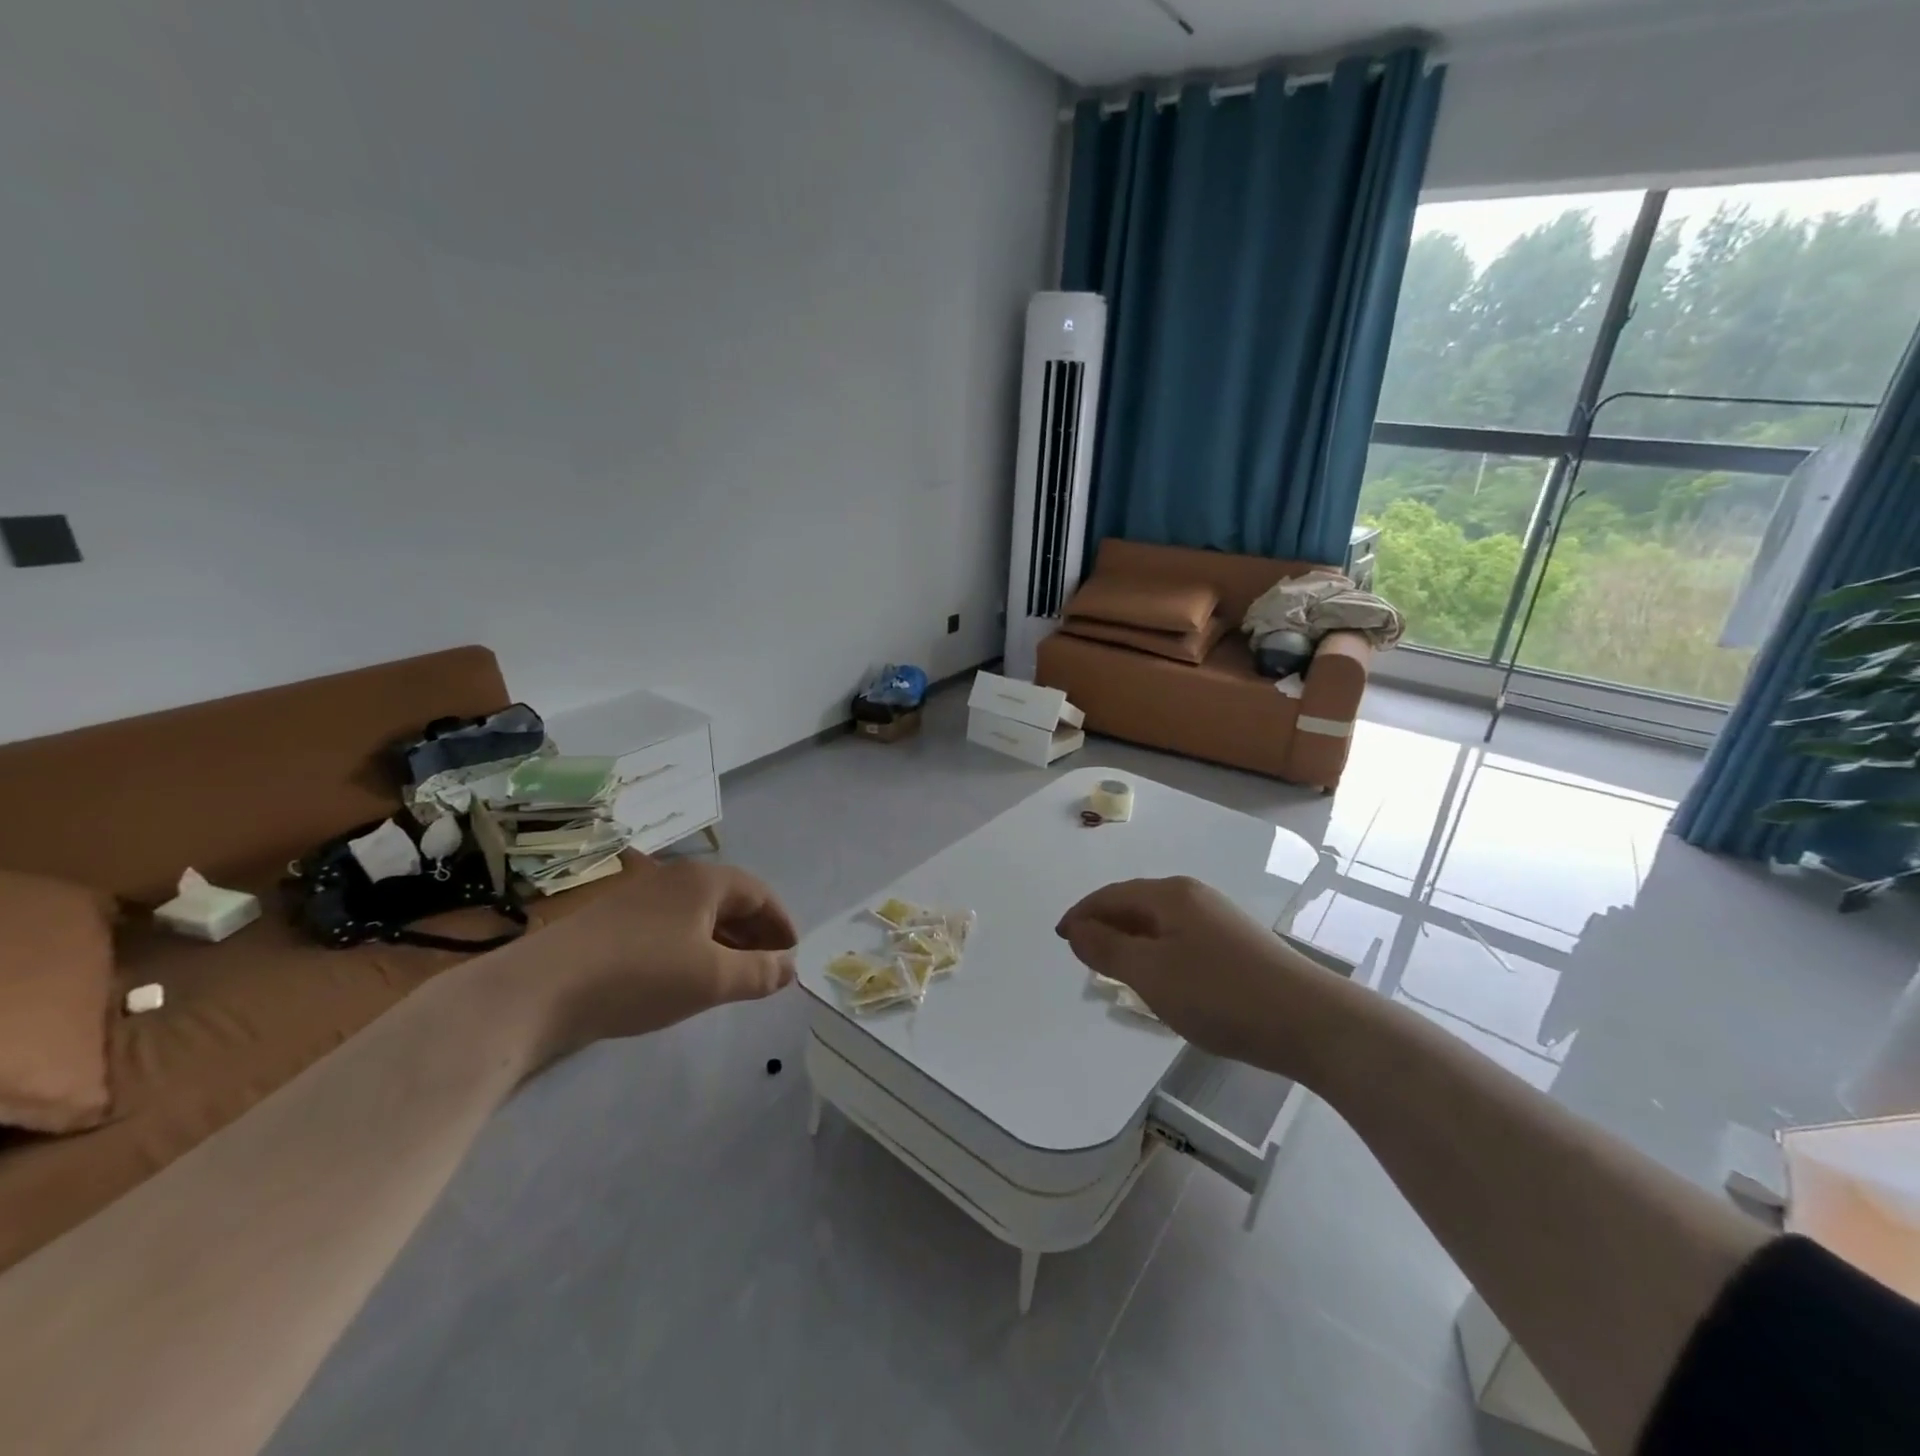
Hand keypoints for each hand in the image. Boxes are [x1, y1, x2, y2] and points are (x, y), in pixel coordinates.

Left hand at [514, 858, 798, 1056]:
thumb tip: (790, 968)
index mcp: (704, 880)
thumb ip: (759, 973)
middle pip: (729, 900)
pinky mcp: (613, 921)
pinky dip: (693, 947)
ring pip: (698, 914)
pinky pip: (671, 926)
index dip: (781, 923)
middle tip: (770, 967)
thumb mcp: (712, 979)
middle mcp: (674, 878)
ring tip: (735, 975)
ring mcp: (639, 897)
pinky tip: (688, 976)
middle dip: (754, 933)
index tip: (792, 954)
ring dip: (724, 941)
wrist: (540, 990)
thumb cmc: (641, 975)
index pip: (759, 893)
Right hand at [1056, 876, 1341, 1073]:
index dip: (1081, 915)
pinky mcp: (1238, 944)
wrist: (1311, 1021)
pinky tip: (1164, 980)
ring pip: (1160, 924)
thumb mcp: (1150, 974)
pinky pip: (1181, 939)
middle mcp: (1194, 896)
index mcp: (1169, 895)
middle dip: (1105, 926)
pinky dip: (1158, 953)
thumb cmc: (1220, 994)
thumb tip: (1076, 929)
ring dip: (1132, 942)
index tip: (1060, 937)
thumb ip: (1106, 949)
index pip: (1111, 896)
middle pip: (1136, 905)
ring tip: (1118, 971)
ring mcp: (1219, 919)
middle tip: (1084, 956)